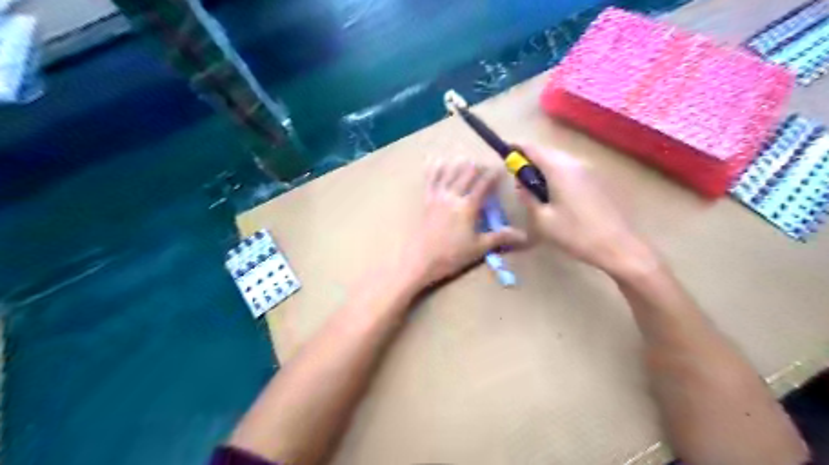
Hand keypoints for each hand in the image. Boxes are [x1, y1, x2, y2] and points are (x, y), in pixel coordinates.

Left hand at [400, 161, 522, 286]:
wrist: (422, 261)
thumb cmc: (452, 256)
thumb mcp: (479, 248)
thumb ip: (500, 237)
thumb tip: (523, 235)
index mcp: (468, 207)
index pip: (483, 185)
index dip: (493, 175)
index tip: (500, 168)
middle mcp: (453, 197)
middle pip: (466, 174)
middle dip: (476, 167)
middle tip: (484, 165)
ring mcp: (437, 197)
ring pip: (449, 173)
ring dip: (458, 165)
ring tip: (465, 158)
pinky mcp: (426, 201)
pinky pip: (430, 180)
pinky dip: (434, 169)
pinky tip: (436, 161)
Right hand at [517, 144, 656, 276]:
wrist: (617, 246)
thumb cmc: (575, 233)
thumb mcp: (542, 219)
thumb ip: (527, 197)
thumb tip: (520, 183)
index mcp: (559, 169)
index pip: (533, 149)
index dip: (517, 148)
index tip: (505, 153)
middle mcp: (575, 163)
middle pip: (547, 152)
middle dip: (530, 159)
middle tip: (518, 176)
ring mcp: (588, 170)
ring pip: (559, 160)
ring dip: (544, 167)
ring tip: (535, 187)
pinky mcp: (596, 179)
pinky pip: (570, 168)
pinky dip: (557, 173)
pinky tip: (554, 193)